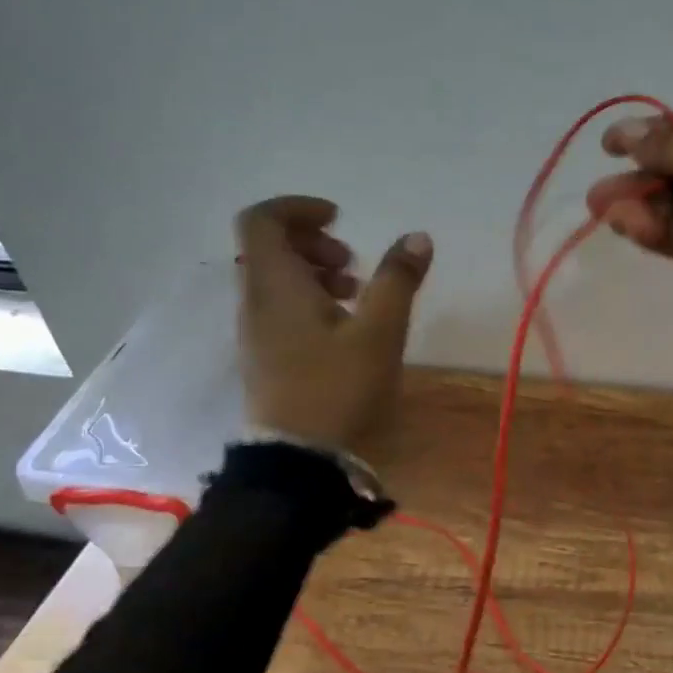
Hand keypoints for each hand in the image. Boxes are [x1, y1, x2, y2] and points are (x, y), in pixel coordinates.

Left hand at [234, 196, 432, 451]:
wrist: (300, 465)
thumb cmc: (338, 389)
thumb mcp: (380, 331)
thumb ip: (398, 279)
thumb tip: (417, 237)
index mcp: (275, 285)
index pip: (262, 220)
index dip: (299, 207)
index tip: (340, 219)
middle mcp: (256, 301)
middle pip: (269, 246)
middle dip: (314, 242)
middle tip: (352, 264)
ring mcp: (256, 331)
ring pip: (276, 279)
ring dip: (315, 272)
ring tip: (357, 294)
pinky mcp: (265, 357)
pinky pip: (280, 307)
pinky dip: (309, 299)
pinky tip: (345, 326)